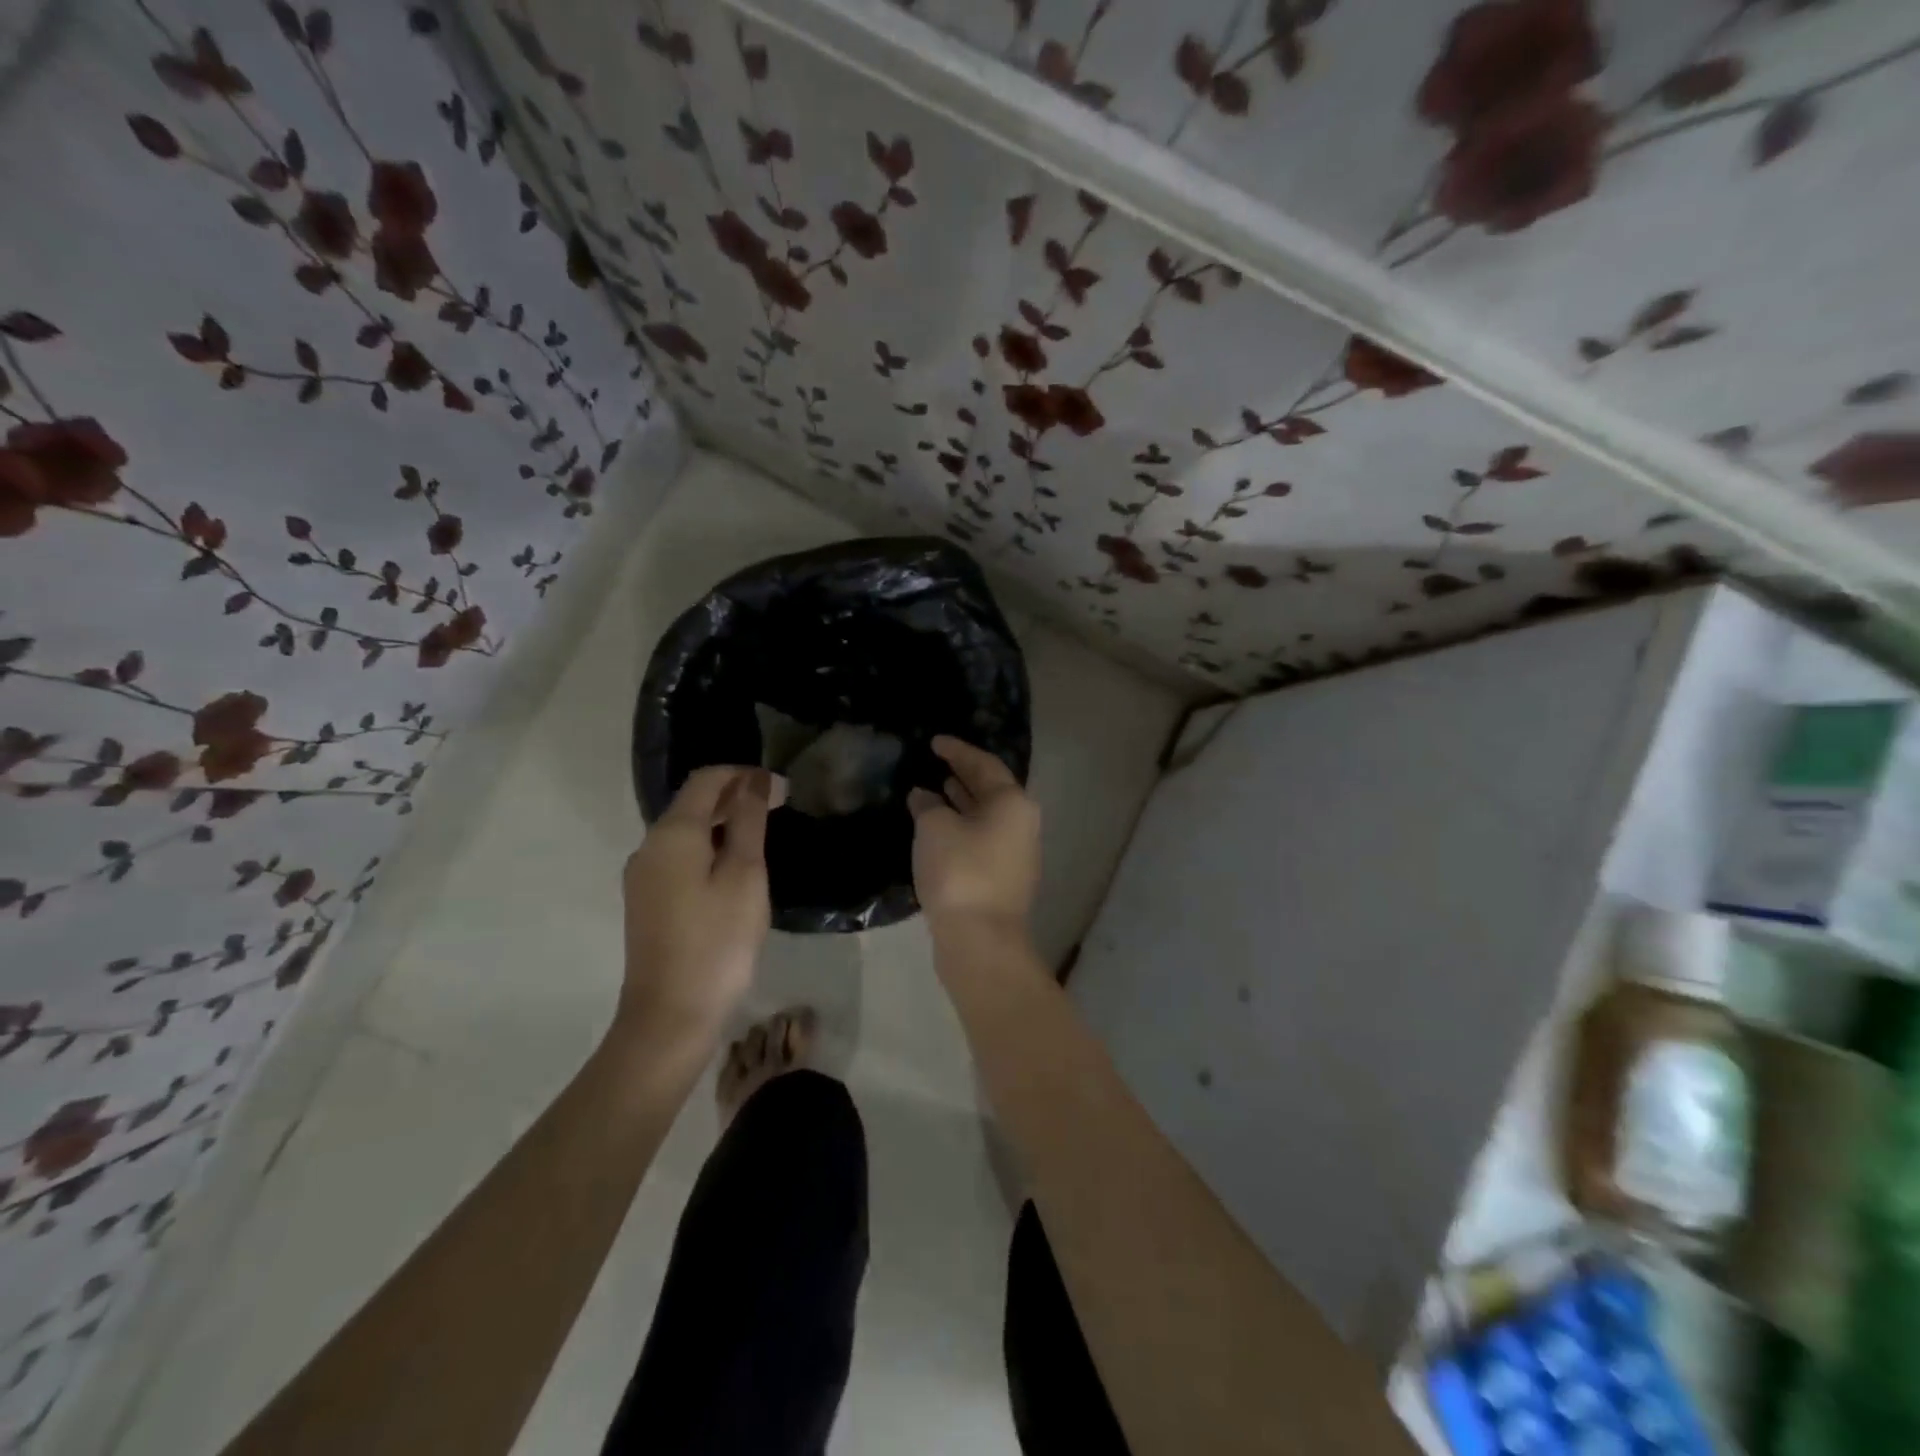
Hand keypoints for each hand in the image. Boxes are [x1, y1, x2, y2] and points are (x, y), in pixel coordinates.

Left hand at [618, 766, 778, 1044]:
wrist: (671, 1015)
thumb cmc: (718, 941)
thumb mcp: (745, 876)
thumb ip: (749, 822)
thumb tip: (755, 782)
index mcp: (672, 834)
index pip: (706, 780)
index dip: (742, 774)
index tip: (780, 786)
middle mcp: (649, 846)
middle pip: (692, 803)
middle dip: (735, 796)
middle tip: (779, 805)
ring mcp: (643, 876)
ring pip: (686, 831)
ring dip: (723, 822)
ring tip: (762, 832)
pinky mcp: (646, 900)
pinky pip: (679, 856)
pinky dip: (709, 847)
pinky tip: (734, 866)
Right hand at [908, 736, 1040, 930]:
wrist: (980, 940)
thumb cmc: (960, 871)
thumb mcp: (935, 828)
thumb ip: (927, 805)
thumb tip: (924, 796)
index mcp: (1013, 803)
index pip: (984, 764)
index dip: (958, 750)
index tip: (935, 741)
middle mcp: (1022, 823)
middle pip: (991, 790)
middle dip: (962, 775)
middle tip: (935, 762)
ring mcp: (1016, 854)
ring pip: (986, 817)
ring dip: (961, 803)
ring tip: (934, 790)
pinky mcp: (1003, 878)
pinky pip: (981, 839)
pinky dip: (961, 828)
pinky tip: (938, 830)